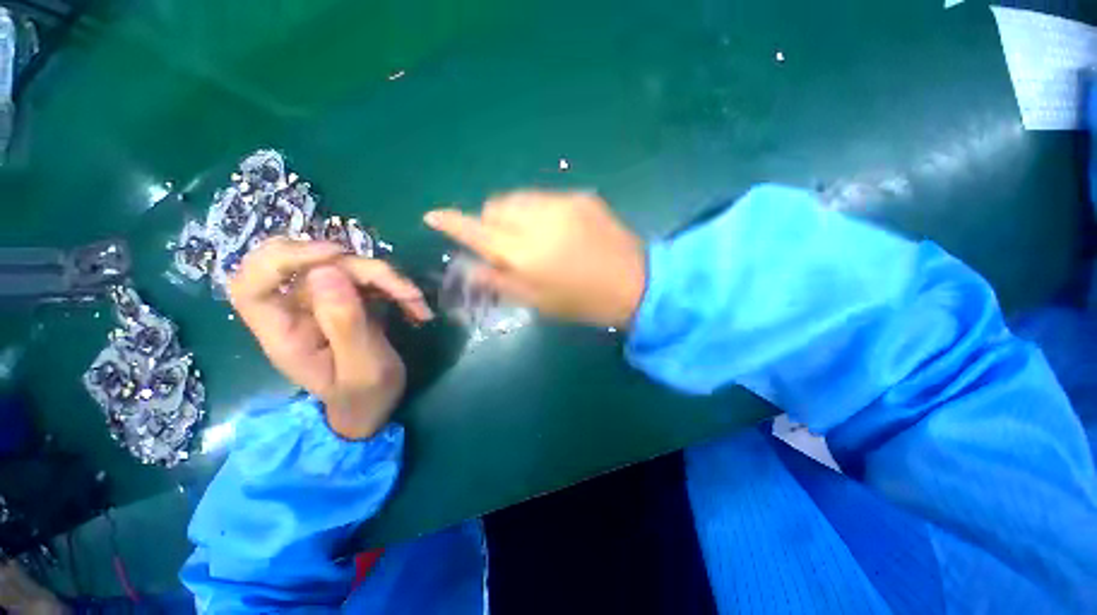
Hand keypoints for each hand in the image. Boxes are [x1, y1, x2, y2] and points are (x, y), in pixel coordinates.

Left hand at [229, 238, 432, 438]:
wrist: (375, 405)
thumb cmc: (365, 397)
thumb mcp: (362, 368)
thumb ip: (345, 324)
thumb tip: (326, 271)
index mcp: (283, 334)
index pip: (252, 284)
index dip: (284, 259)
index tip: (334, 256)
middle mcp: (296, 311)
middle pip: (304, 263)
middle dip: (352, 264)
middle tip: (390, 283)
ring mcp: (322, 302)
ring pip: (344, 266)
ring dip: (386, 278)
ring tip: (417, 303)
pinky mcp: (348, 299)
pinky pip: (367, 278)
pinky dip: (395, 286)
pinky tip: (416, 306)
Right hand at [424, 191, 646, 327]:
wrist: (635, 283)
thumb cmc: (583, 302)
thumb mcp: (538, 302)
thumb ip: (500, 282)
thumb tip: (471, 266)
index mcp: (525, 254)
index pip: (476, 231)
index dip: (452, 223)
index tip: (434, 216)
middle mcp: (539, 221)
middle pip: (494, 205)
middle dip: (491, 222)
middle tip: (506, 243)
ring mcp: (562, 203)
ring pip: (518, 197)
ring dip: (514, 214)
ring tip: (533, 236)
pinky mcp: (581, 196)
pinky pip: (546, 198)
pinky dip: (540, 211)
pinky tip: (558, 230)